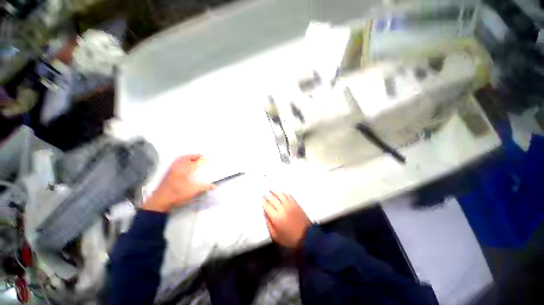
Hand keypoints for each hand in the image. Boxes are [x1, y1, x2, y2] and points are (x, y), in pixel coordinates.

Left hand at [142, 155, 214, 212]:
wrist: (159, 201)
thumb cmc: (176, 195)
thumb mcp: (192, 192)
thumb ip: (204, 188)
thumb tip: (214, 186)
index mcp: (184, 170)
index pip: (196, 162)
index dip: (204, 161)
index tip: (210, 161)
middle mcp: (178, 167)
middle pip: (187, 158)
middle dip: (196, 156)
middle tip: (202, 156)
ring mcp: (171, 170)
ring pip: (181, 159)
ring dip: (188, 157)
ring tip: (194, 158)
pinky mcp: (168, 173)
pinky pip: (176, 162)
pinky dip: (182, 160)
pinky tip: (184, 164)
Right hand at [263, 191, 310, 247]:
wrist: (306, 236)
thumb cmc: (290, 238)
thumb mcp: (275, 235)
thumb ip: (268, 224)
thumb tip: (265, 214)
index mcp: (276, 217)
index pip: (267, 206)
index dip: (263, 203)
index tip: (262, 202)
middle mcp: (282, 209)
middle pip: (272, 198)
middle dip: (267, 195)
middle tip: (264, 194)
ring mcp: (289, 205)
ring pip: (280, 194)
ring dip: (275, 191)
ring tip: (271, 190)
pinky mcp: (295, 203)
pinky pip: (288, 195)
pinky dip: (283, 193)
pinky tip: (281, 193)